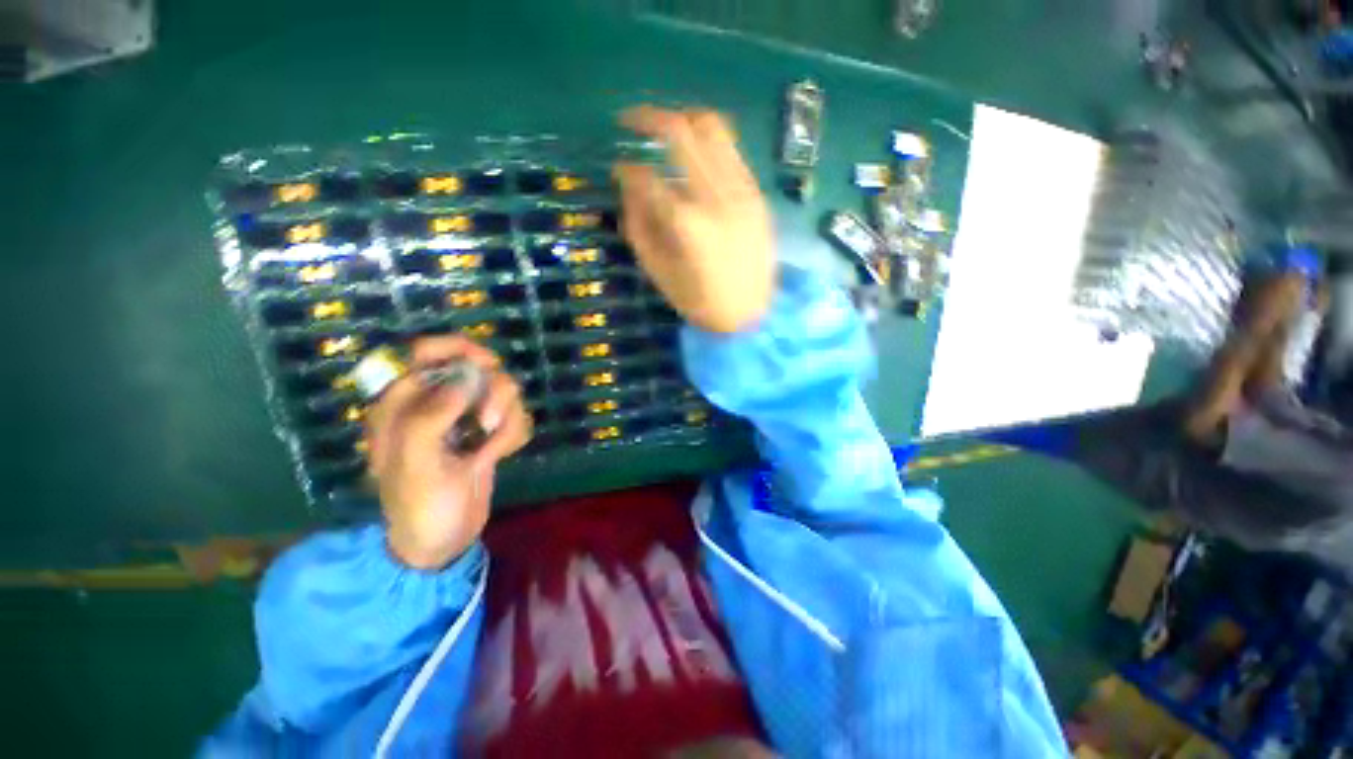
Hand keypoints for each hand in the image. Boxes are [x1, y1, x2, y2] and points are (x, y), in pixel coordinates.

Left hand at [363, 337, 531, 569]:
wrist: (443, 541)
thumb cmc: (418, 505)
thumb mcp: (415, 463)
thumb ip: (432, 414)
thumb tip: (466, 375)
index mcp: (402, 404)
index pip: (425, 353)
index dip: (456, 348)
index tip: (485, 363)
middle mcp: (436, 403)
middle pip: (476, 369)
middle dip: (491, 394)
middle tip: (486, 423)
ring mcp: (466, 418)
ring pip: (502, 392)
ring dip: (506, 418)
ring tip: (490, 449)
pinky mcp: (489, 432)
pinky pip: (515, 416)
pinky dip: (514, 434)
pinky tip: (499, 456)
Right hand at [615, 106, 774, 333]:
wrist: (752, 316)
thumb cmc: (701, 303)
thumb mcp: (659, 274)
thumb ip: (639, 229)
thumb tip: (629, 190)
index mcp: (687, 224)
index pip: (646, 177)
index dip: (625, 169)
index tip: (617, 170)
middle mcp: (716, 196)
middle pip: (680, 131)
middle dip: (647, 117)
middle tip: (629, 121)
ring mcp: (742, 191)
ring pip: (713, 128)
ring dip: (682, 120)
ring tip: (664, 131)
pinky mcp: (757, 194)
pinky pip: (732, 151)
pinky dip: (709, 143)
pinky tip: (695, 156)